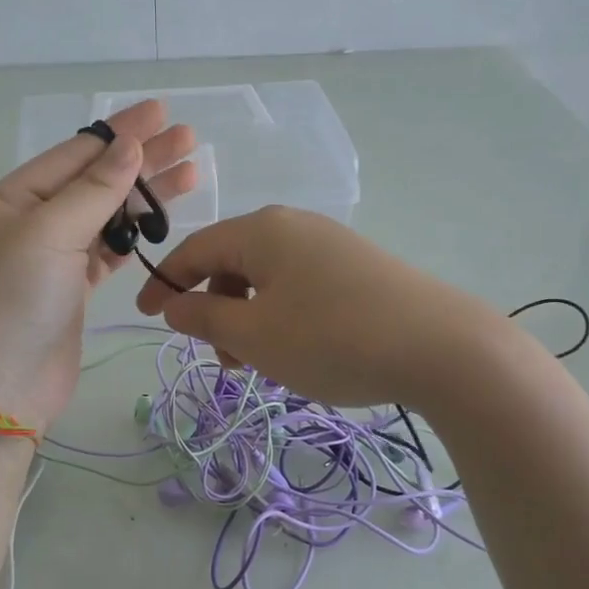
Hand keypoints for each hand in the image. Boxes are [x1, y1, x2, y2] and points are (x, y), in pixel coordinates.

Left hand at [0, 101, 196, 434]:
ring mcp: (52, 258)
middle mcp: (32, 222)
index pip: (76, 153)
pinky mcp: (73, 290)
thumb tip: (129, 147)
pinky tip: (160, 220)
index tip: (161, 112)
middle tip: (189, 139)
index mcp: (14, 199)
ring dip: (145, 196)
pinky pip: (108, 250)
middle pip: (96, 181)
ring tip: (191, 175)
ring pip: (107, 216)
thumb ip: (94, 191)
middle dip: (142, 160)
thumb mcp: (48, 234)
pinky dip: (135, 235)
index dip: (121, 131)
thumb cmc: (11, 302)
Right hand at [135, 206, 505, 408]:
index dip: (164, 283)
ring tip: (264, 363)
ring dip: (250, 318)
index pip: (194, 249)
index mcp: (261, 230)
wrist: (442, 347)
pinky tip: (301, 350)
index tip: (146, 317)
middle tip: (224, 359)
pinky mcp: (359, 268)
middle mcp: (295, 226)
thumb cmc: (331, 338)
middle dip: (215, 309)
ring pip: (268, 278)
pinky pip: (300, 286)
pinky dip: (283, 316)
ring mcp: (331, 244)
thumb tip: (173, 302)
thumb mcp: (254, 335)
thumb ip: (204, 316)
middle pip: (233, 262)